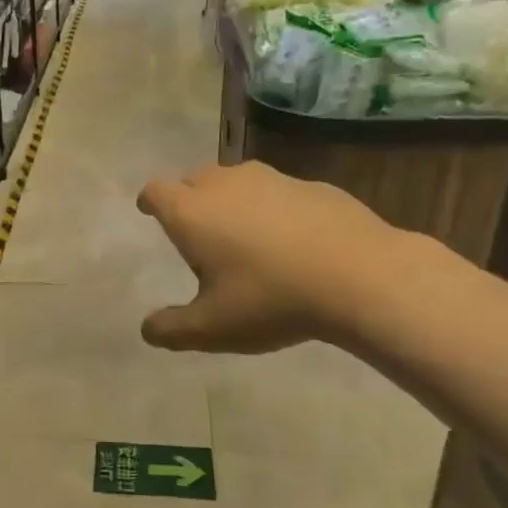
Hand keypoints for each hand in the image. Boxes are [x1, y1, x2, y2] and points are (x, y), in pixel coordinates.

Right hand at [136, 162, 404, 353]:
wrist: (360, 275)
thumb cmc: (271, 299)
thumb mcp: (212, 328)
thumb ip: (172, 329)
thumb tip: (147, 329)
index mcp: (192, 212)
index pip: (156, 190)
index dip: (149, 201)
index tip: (149, 212)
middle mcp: (225, 184)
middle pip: (193, 178)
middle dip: (188, 198)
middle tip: (197, 231)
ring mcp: (271, 178)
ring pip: (236, 180)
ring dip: (230, 200)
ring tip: (243, 234)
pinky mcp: (310, 184)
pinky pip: (276, 191)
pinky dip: (270, 207)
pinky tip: (290, 239)